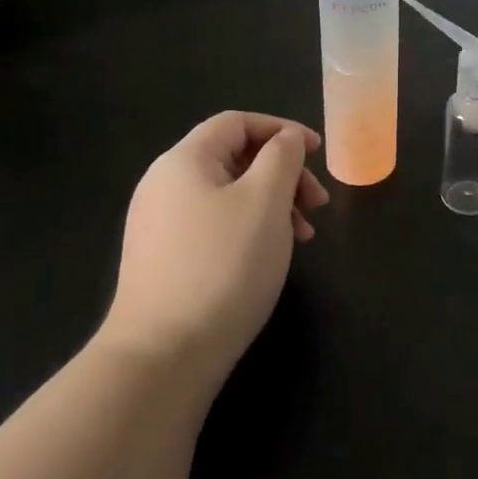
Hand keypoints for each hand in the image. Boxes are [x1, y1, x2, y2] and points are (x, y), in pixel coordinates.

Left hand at [104, 112, 328, 398]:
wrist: (163, 355)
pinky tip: (271, 256)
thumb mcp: (266, 201)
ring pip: (228, 195)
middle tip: (318, 204)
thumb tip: (286, 139)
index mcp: (184, 160)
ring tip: (304, 236)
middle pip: (234, 158)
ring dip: (272, 204)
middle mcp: (164, 184)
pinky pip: (215, 225)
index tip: (318, 153)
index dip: (282, 129)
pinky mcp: (164, 259)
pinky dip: (250, 228)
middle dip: (283, 173)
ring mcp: (160, 224)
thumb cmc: (224, 265)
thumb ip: (282, 157)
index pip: (236, 123)